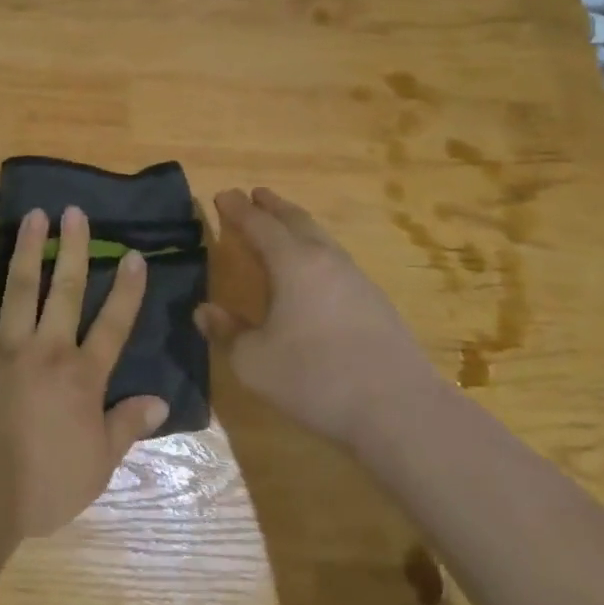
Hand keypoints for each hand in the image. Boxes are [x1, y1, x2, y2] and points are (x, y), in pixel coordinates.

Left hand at [0, 206, 169, 536]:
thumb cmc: (42, 484)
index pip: (113, 325)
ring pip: (21, 287)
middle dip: (74, 249)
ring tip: (34, 216)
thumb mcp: (98, 466)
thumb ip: (127, 427)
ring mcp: (6, 347)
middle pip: (66, 290)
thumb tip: (161, 401)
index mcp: (82, 377)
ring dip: (29, 249)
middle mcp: (48, 350)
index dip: (127, 290)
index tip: (134, 255)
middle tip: (74, 211)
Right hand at [198, 188, 438, 446]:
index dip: (238, 209)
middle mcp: (325, 259)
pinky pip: (335, 259)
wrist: (399, 409)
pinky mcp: (375, 301)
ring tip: (283, 225)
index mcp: (293, 263)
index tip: (223, 195)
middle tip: (255, 195)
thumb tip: (204, 311)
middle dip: (272, 206)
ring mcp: (355, 278)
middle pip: (296, 220)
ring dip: (297, 225)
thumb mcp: (254, 362)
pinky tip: (314, 271)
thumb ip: (228, 333)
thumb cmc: (316, 378)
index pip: (259, 224)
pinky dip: (315, 250)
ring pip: (320, 237)